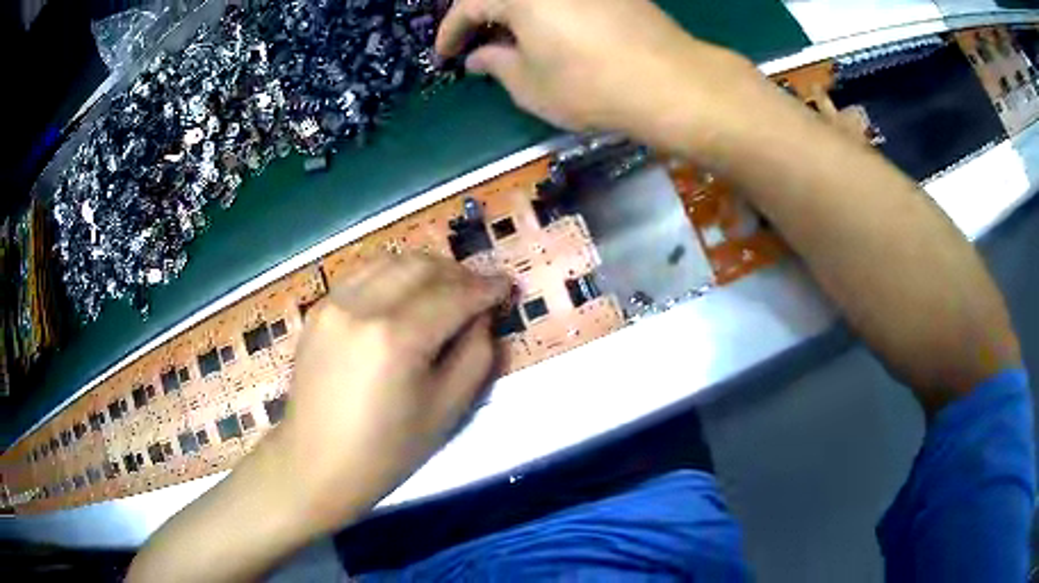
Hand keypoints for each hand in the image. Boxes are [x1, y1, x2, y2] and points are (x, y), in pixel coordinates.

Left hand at [278, 254, 510, 530]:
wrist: (317, 462)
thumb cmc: (387, 450)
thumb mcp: (447, 411)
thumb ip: (475, 355)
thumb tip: (481, 315)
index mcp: (396, 338)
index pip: (454, 295)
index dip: (486, 287)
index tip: (505, 285)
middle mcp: (361, 307)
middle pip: (422, 267)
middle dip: (458, 273)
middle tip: (478, 291)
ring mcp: (334, 303)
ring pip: (391, 261)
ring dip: (426, 269)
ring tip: (445, 289)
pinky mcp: (319, 309)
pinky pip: (363, 274)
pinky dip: (392, 275)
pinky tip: (404, 295)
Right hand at [436, 0, 758, 151]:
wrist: (671, 82)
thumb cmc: (591, 86)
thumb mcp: (530, 86)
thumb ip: (497, 65)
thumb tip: (480, 56)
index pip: (468, 6)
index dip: (450, 32)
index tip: (443, 55)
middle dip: (480, 16)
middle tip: (474, 42)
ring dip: (513, 12)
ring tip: (509, 39)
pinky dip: (544, 9)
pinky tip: (548, 30)